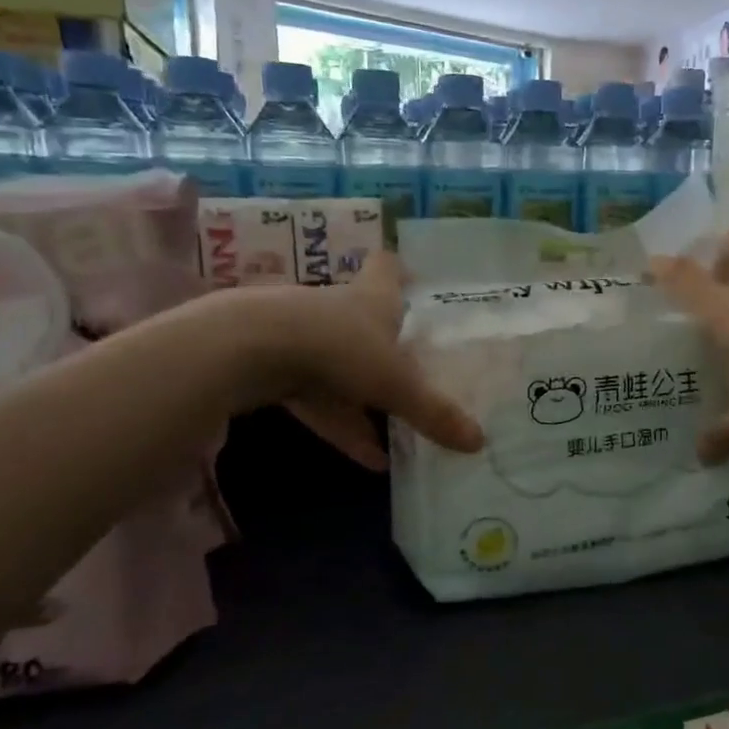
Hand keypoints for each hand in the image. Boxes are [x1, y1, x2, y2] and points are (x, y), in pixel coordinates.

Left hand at [220, 252, 483, 468]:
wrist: (249, 350)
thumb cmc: (338, 347)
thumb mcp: (396, 384)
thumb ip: (434, 413)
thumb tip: (480, 442)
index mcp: (372, 299)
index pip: (387, 268)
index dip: (400, 271)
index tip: (414, 277)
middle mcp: (338, 312)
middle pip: (366, 321)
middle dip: (388, 343)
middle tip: (417, 367)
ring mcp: (304, 339)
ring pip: (343, 368)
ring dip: (367, 400)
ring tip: (399, 439)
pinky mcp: (277, 370)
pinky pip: (320, 402)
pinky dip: (343, 427)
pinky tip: (368, 460)